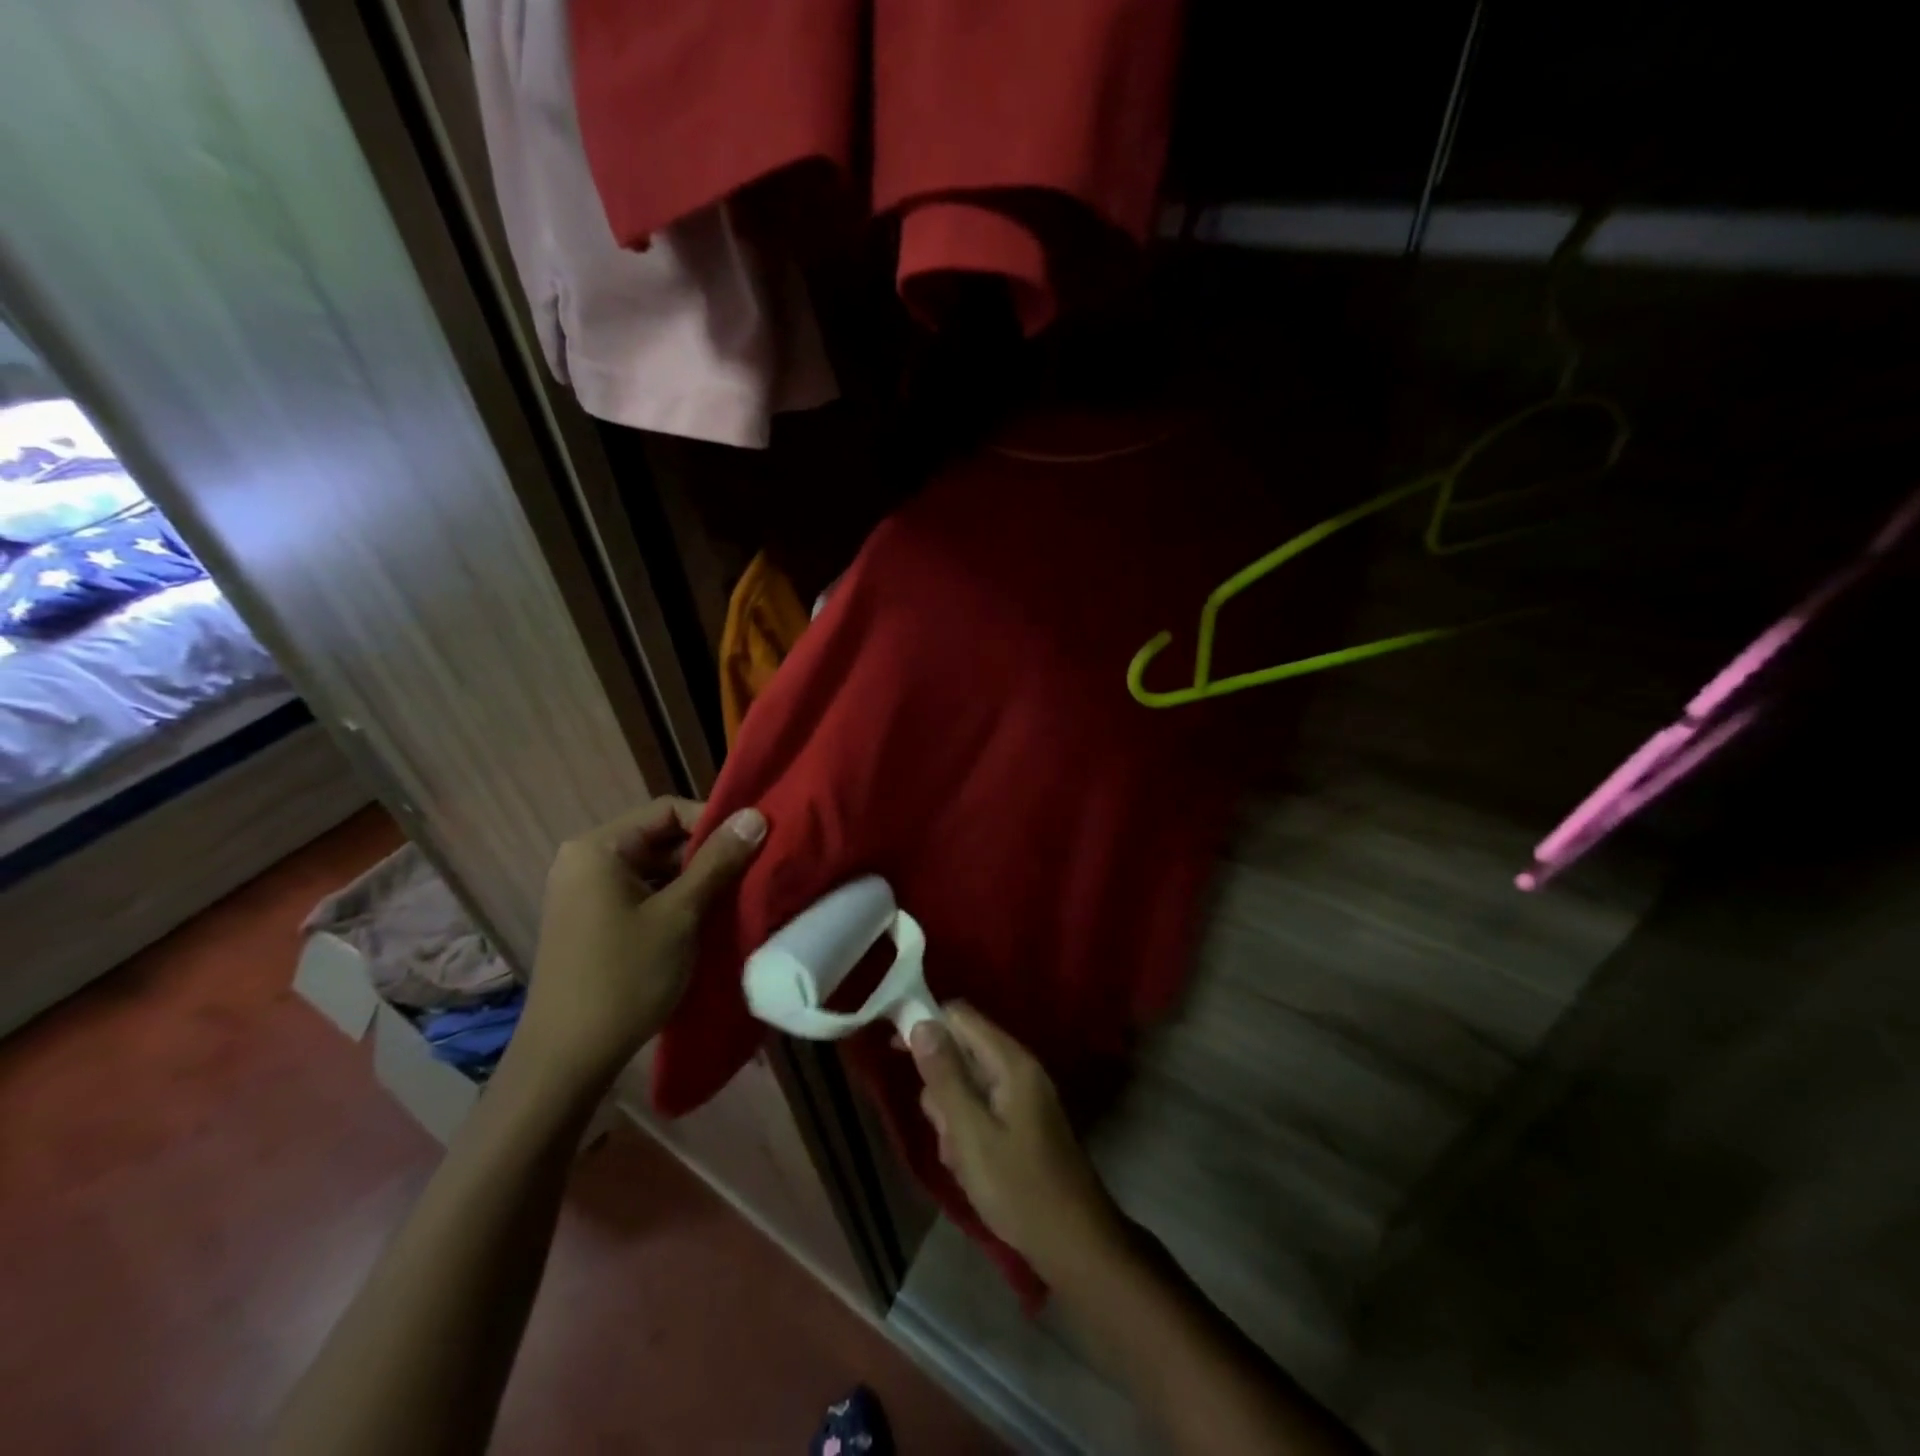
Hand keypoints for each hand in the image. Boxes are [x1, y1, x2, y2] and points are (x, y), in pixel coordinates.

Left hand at [516, 797, 765, 1090]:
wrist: (566, 1060)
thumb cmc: (624, 978)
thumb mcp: (679, 915)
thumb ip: (717, 861)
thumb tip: (755, 815)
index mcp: (598, 848)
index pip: (668, 810)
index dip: (713, 823)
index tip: (750, 847)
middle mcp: (585, 861)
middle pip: (660, 838)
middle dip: (706, 855)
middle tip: (748, 875)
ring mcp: (584, 893)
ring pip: (653, 868)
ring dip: (693, 881)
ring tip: (732, 899)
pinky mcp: (590, 921)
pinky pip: (640, 893)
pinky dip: (672, 901)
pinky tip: (702, 922)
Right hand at [908, 1005, 1125, 1281]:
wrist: (1076, 1245)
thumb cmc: (1019, 1188)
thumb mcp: (971, 1133)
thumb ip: (945, 1077)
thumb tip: (921, 1023)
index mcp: (1011, 1062)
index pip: (960, 1017)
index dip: (926, 1025)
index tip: (895, 1054)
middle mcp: (1019, 1070)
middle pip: (962, 1052)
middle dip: (940, 1088)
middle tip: (943, 1131)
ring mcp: (1023, 1097)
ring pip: (968, 1086)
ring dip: (952, 1118)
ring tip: (958, 1158)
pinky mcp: (1023, 1124)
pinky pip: (982, 1111)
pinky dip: (968, 1134)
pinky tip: (969, 1169)